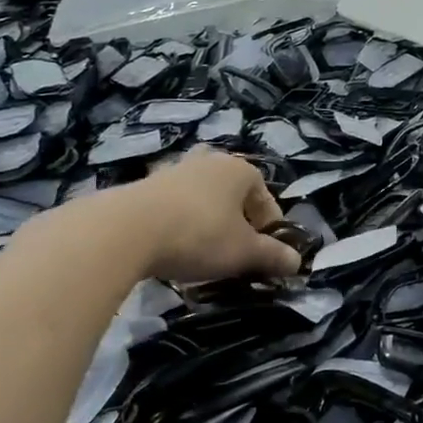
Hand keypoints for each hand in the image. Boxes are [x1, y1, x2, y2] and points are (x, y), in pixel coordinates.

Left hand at [48, 149, 299, 283]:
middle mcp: (209, 161)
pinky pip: (172, 205)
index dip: (270, 231)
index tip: (264, 257)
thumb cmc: (199, 235)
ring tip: (202, 251)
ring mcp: (173, 170)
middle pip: (233, 193)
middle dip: (237, 218)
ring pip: (202, 197)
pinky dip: (178, 223)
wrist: (125, 231)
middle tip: (233, 247)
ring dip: (207, 220)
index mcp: (240, 170)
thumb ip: (272, 256)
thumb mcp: (244, 252)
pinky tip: (171, 247)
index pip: (266, 200)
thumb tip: (297, 262)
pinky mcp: (142, 185)